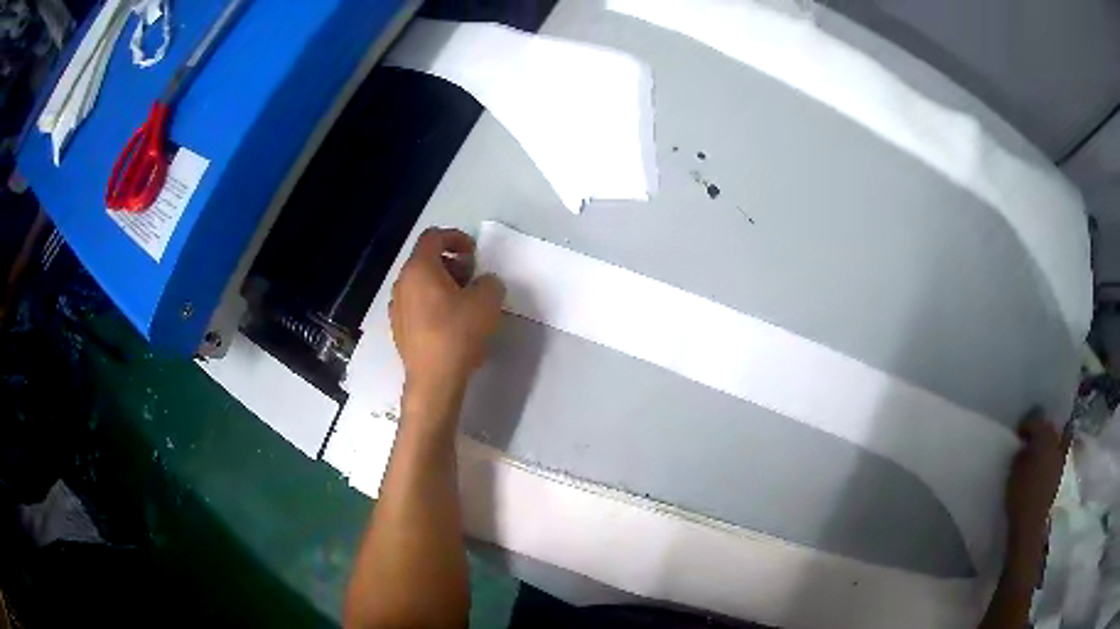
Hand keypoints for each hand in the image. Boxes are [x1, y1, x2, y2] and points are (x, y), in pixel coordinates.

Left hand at [390, 228, 504, 408]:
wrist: (434, 379)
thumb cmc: (458, 333)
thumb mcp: (487, 301)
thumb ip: (489, 282)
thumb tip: (483, 284)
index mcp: (420, 268)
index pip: (433, 237)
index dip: (456, 238)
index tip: (474, 254)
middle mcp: (402, 283)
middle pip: (426, 260)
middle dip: (451, 264)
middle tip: (472, 280)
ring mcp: (397, 308)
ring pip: (420, 285)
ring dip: (442, 286)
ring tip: (464, 304)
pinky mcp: (399, 330)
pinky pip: (417, 306)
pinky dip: (433, 305)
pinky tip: (450, 325)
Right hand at [1005, 414, 1067, 556]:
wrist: (1030, 523)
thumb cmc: (1020, 495)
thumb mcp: (1014, 471)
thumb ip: (1022, 452)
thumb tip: (1025, 446)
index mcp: (1045, 436)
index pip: (1037, 419)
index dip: (1027, 423)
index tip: (1019, 432)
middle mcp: (1057, 441)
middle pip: (1052, 426)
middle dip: (1044, 427)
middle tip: (1033, 435)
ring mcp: (1061, 457)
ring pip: (1060, 437)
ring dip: (1051, 439)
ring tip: (1041, 447)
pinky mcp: (1061, 472)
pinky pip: (1060, 453)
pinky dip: (1054, 453)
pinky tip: (1045, 461)